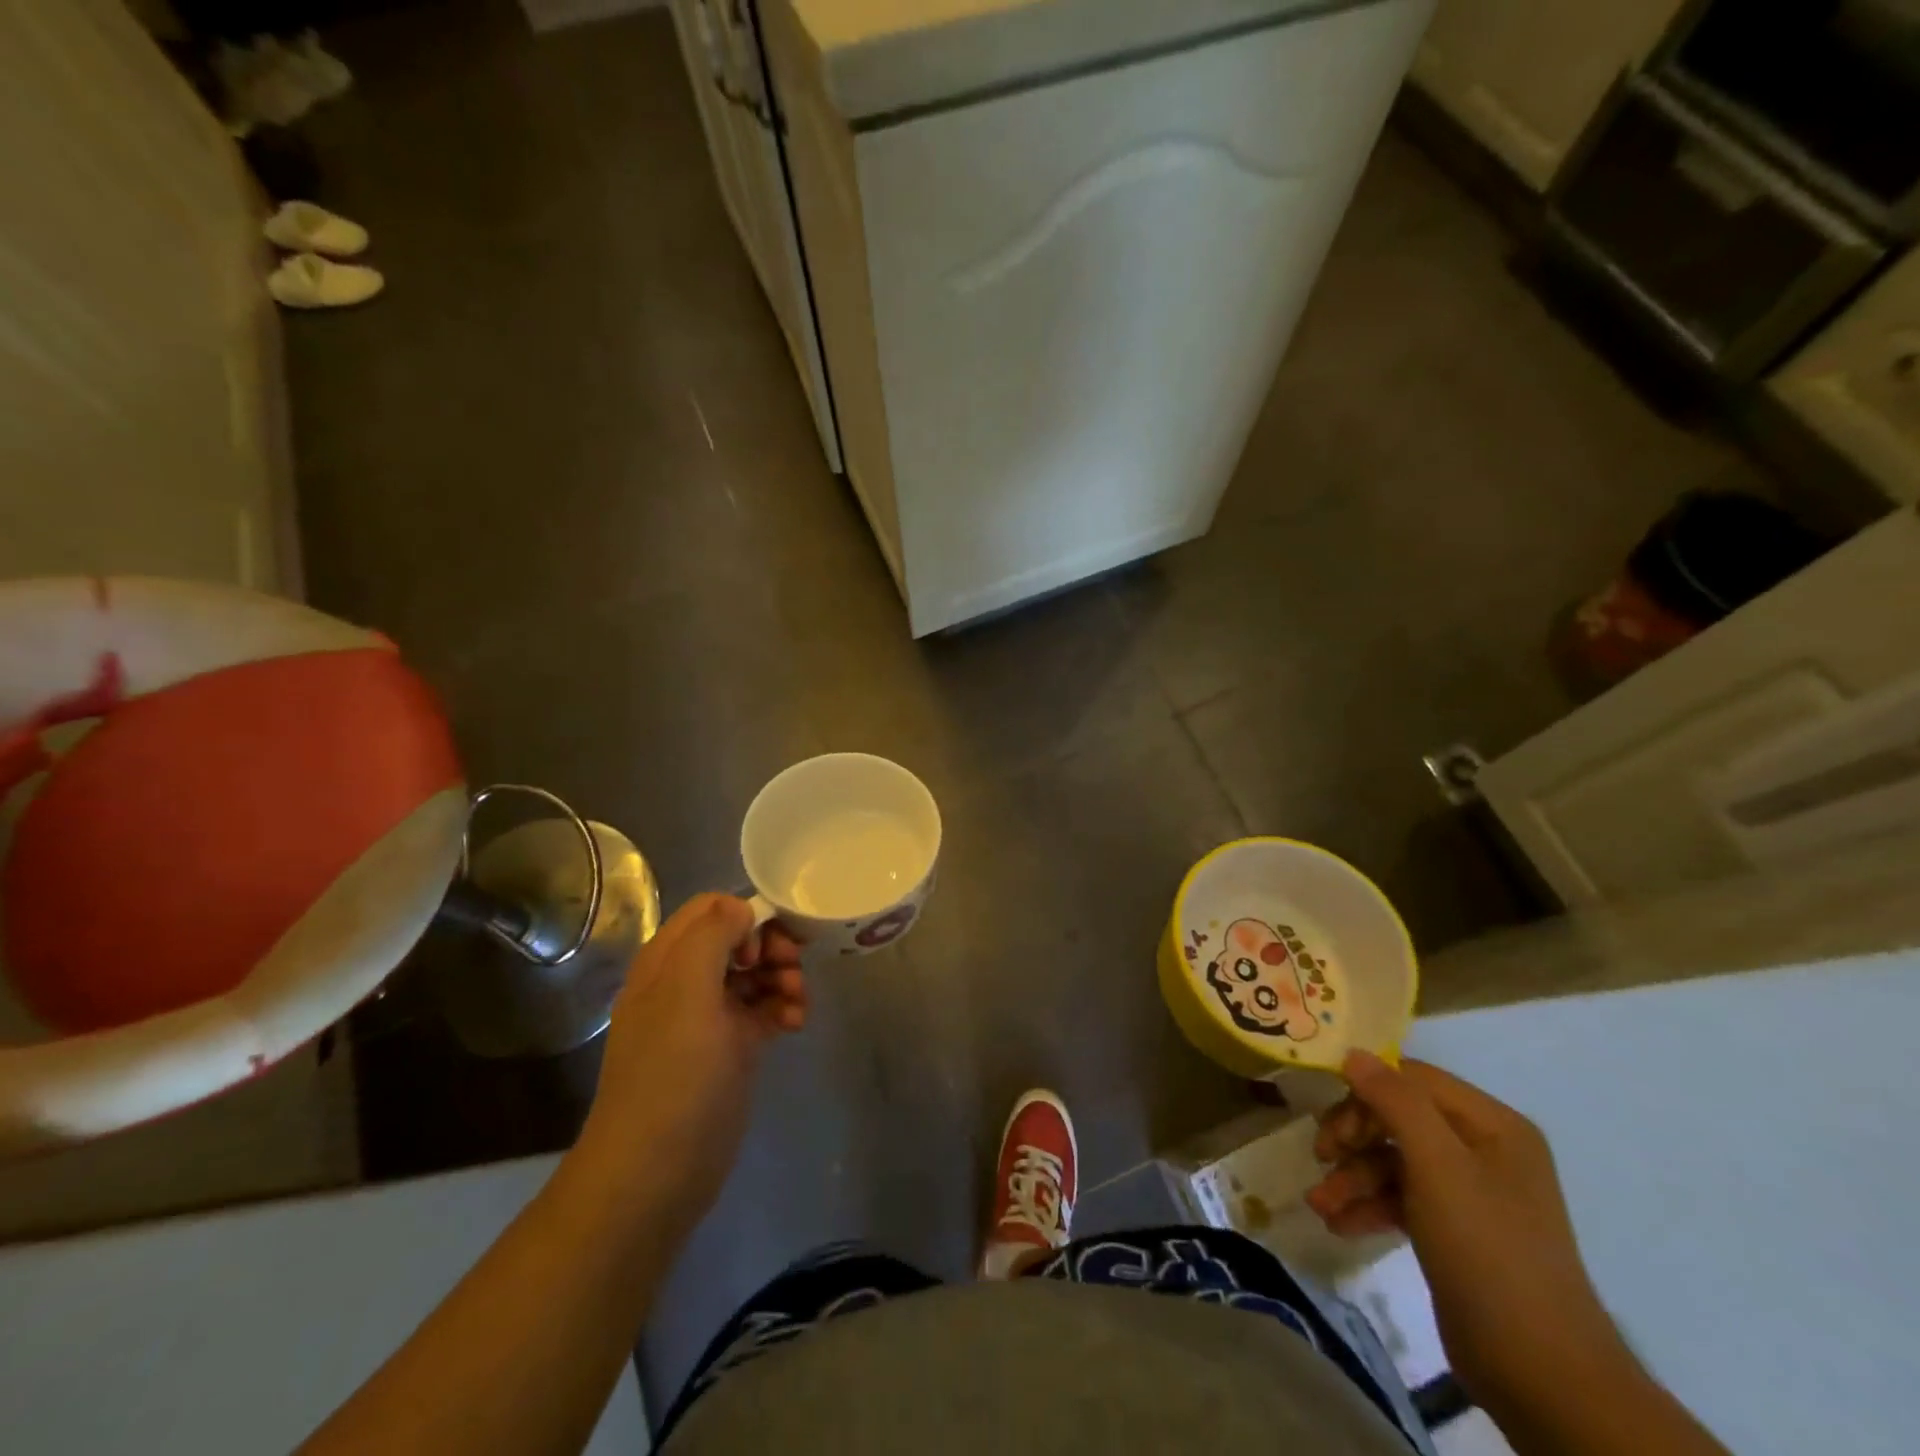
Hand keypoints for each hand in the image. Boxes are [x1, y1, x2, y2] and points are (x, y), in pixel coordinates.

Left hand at [571, 894, 806, 1230]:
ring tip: (798, 1002)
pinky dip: (784, 1007)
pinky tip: (796, 1023)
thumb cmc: (673, 1073)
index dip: (744, 917)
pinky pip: (764, 1008)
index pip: (711, 909)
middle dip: (771, 946)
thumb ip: (713, 934)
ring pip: (756, 972)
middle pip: (739, 938)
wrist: (656, 1171)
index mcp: (667, 960)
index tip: (761, 949)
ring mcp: (710, 1016)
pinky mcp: (732, 1047)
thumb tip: (743, 911)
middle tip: (790, 969)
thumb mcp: (686, 989)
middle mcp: (686, 981)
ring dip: (784, 976)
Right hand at [1308, 1051, 1631, 1416]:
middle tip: (1321, 1156)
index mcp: (1492, 1125)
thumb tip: (1353, 1053)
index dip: (1366, 1089)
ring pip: (1393, 1161)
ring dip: (1352, 1177)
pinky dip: (1368, 1206)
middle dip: (1354, 1137)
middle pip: (1398, 1118)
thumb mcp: (1437, 1166)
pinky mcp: (1454, 1231)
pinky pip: (1401, 1198)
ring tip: (1319, 1204)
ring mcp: (1469, 1192)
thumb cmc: (1488, 1250)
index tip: (1326, 1115)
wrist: (1542, 1375)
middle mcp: (1483, 1150)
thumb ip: (1395, 1101)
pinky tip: (1338, 1223)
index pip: (1413, 1079)